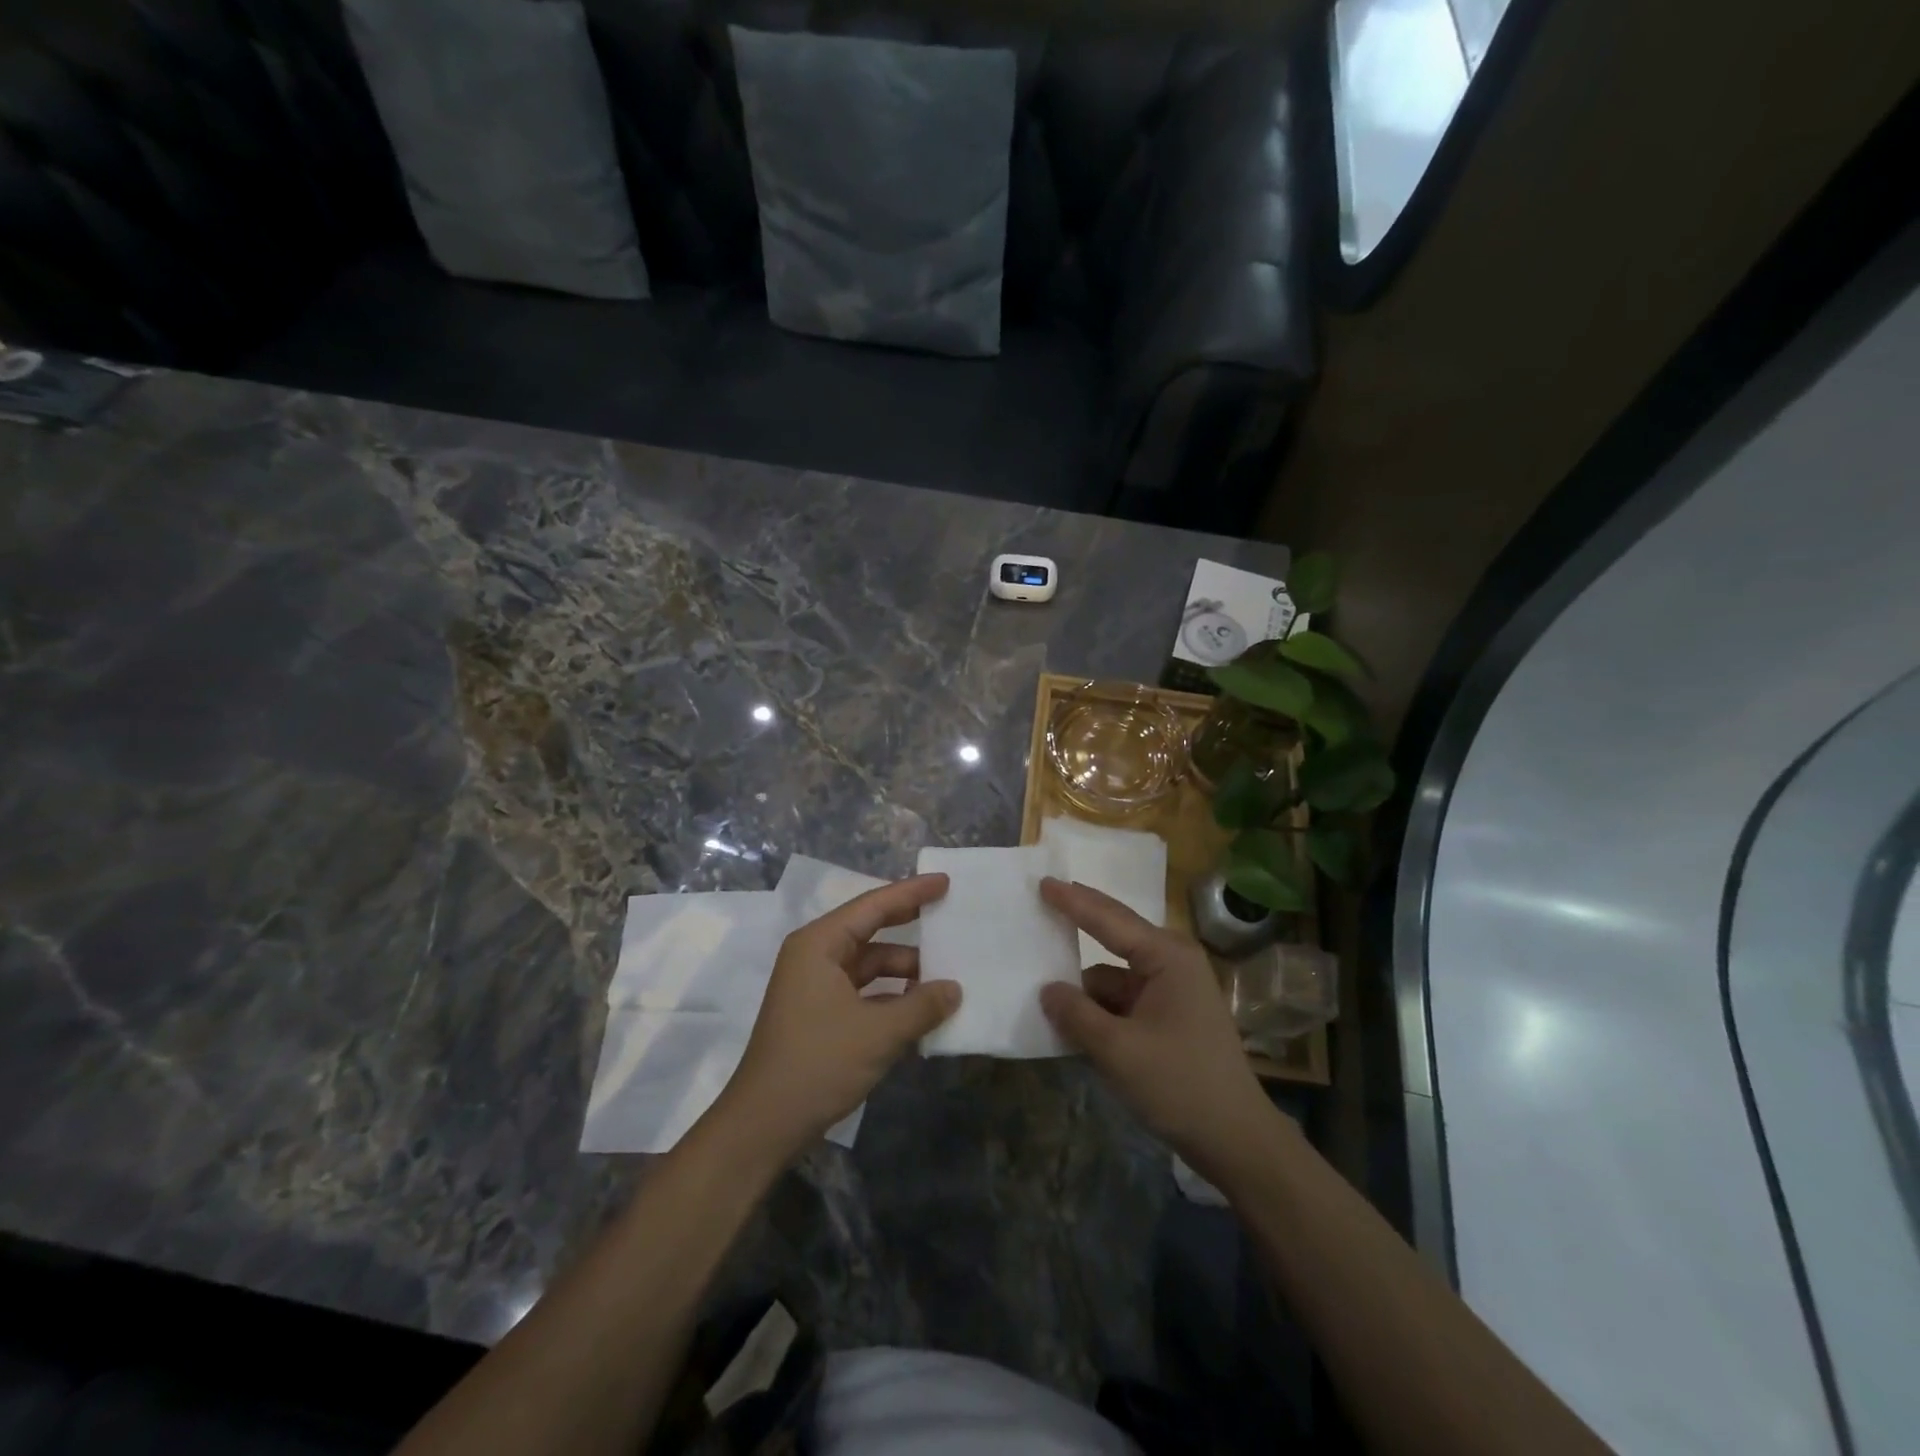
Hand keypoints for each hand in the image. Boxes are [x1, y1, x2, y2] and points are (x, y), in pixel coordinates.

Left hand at [713, 874, 960, 1164]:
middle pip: (870, 930)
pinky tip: (921, 1009)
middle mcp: (815, 956)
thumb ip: (921, 1005)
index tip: (944, 882)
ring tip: (946, 976)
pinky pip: (863, 992)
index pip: (873, 906)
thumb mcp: (879, 1033)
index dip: (911, 893)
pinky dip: (891, 996)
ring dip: (904, 971)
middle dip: (909, 926)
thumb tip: (954, 989)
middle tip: (949, 916)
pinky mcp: (820, 1015)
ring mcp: (815, 987)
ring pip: (869, 965)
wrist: (763, 1125)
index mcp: (819, 944)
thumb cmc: (818, 1063)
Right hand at [1039, 878, 1270, 1175]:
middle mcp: (1172, 962)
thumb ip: (1077, 1014)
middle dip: (1079, 924)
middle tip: (1042, 902)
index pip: (1109, 919)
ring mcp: (1172, 990)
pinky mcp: (1169, 1016)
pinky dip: (1098, 1008)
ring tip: (1041, 984)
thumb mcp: (1118, 1050)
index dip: (1073, 901)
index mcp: (1167, 957)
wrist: (1236, 1140)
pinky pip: (1123, 1000)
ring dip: (1084, 986)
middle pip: (1114, 936)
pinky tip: (1071, 1021)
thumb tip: (1047, 989)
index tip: (1043, 882)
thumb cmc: (1179, 1084)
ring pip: (1114, 976)